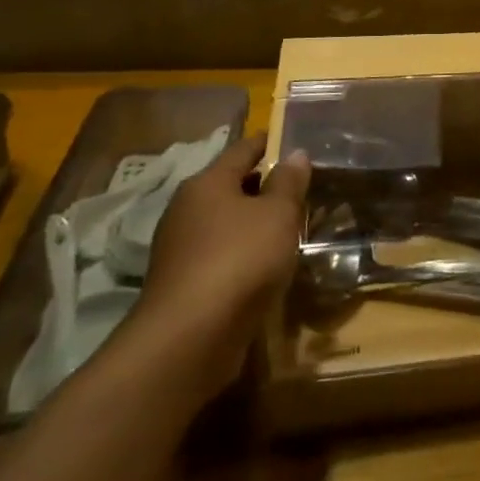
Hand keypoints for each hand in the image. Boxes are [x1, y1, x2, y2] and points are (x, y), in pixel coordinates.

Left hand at [132, 132, 309, 394]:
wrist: (189, 338)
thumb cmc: (240, 259)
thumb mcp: (278, 214)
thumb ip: (289, 182)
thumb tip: (295, 154)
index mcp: (207, 183)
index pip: (242, 149)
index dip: (268, 143)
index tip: (292, 141)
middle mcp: (187, 209)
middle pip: (231, 185)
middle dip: (263, 184)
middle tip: (299, 187)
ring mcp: (180, 248)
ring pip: (225, 222)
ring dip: (253, 221)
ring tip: (287, 226)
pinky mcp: (182, 283)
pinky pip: (220, 253)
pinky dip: (242, 251)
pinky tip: (264, 263)